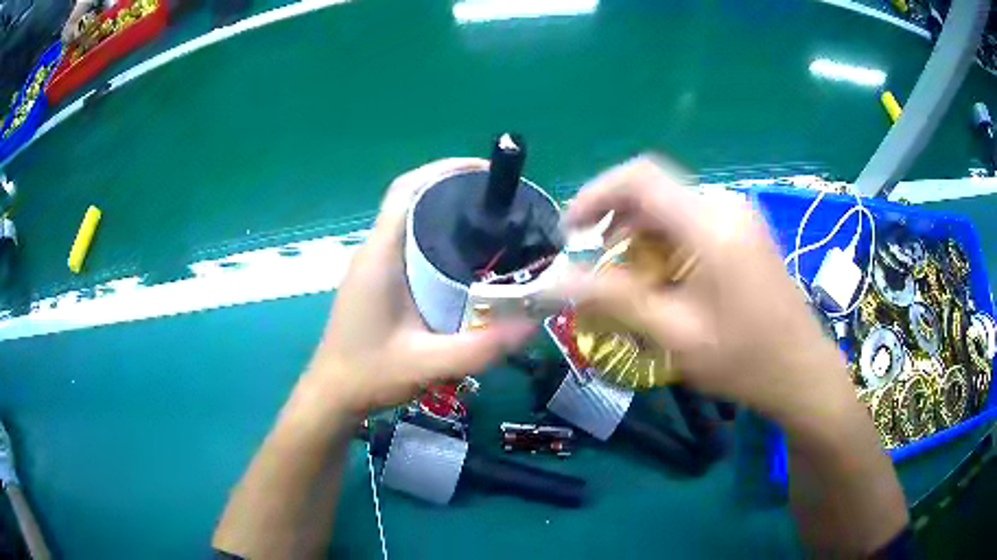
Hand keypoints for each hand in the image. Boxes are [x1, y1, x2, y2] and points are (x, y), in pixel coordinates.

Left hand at [307, 159, 534, 416]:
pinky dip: (434, 236)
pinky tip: (462, 259)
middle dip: (452, 188)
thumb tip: (532, 324)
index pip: (406, 191)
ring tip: (489, 224)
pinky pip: (405, 241)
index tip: (483, 172)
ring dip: (443, 211)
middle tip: (499, 203)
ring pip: (408, 220)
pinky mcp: (374, 279)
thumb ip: (480, 348)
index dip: (442, 169)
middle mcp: (373, 251)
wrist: (331, 395)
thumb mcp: (428, 365)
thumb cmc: (370, 375)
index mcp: (380, 256)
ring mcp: (371, 265)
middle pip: (411, 198)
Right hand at [558, 156, 853, 425]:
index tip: (570, 233)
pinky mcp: (745, 230)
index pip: (639, 177)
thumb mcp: (675, 334)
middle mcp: (725, 205)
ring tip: (628, 279)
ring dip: (639, 235)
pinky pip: (692, 221)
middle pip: (654, 191)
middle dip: (615, 222)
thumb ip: (613, 300)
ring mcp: (739, 216)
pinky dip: (664, 242)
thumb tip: (553, 284)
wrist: (801, 371)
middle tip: (597, 266)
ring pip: (671, 207)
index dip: (595, 195)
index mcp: (710, 223)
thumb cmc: (744, 359)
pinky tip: (664, 278)